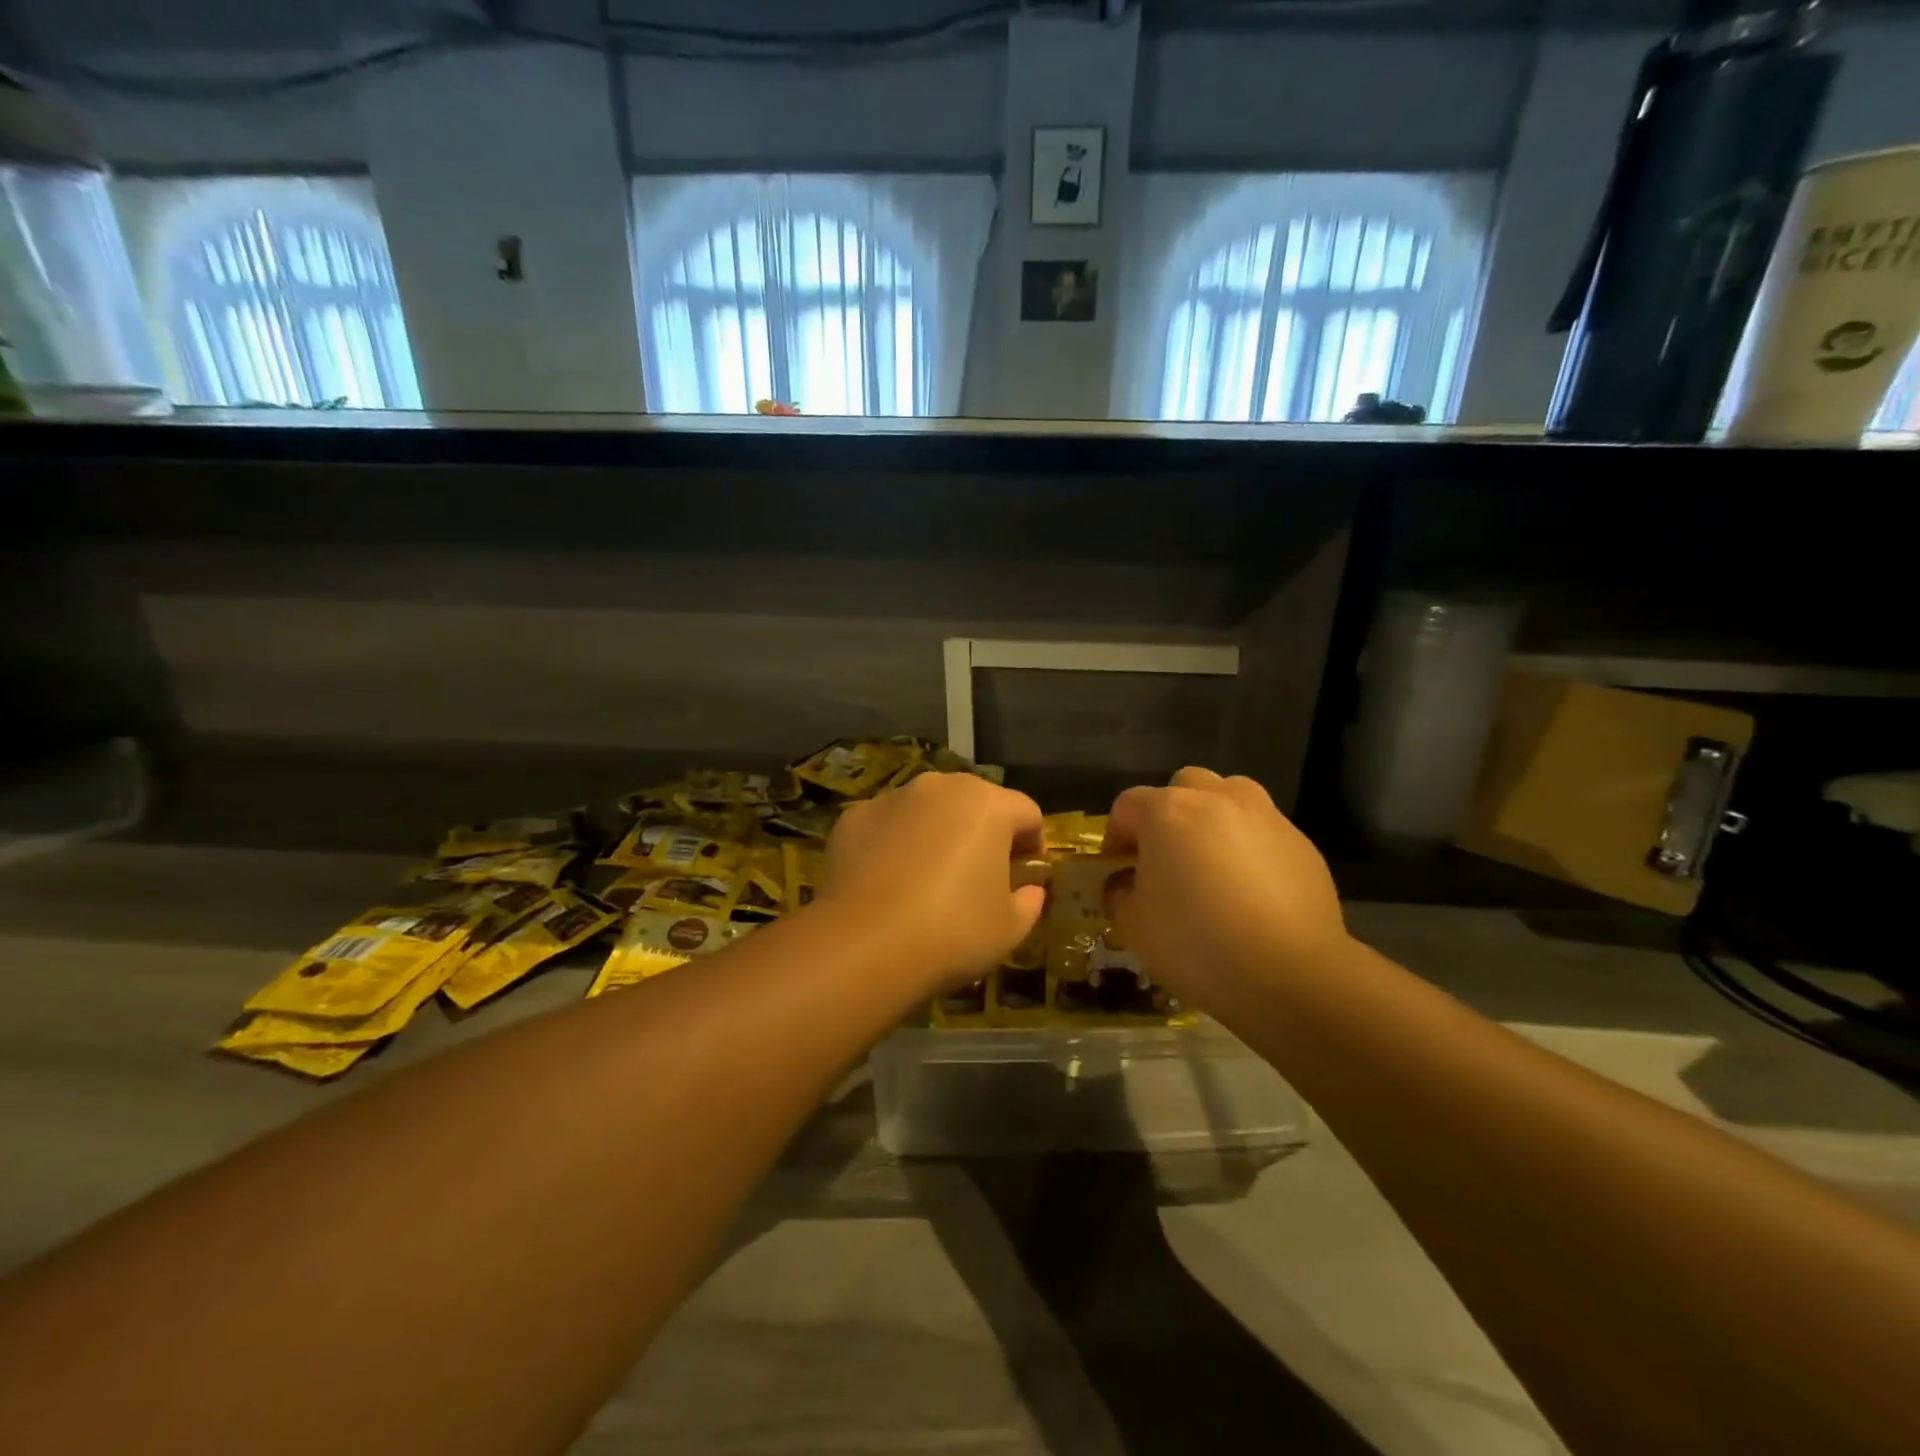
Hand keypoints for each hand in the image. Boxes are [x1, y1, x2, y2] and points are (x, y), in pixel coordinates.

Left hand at [818, 773, 1047, 994]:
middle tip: (982, 875)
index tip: (1028, 875)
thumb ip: (1030, 901)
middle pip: (975, 802)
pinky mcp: (854, 817)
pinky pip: (888, 826)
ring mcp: (892, 798)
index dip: (1034, 843)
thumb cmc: (953, 931)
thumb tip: (1030, 890)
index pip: (1027, 813)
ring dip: (938, 833)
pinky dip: (895, 844)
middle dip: (984, 832)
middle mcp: (940, 787)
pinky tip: (889, 882)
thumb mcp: (1010, 928)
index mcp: (987, 804)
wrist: (864, 945)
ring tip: (931, 878)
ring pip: (928, 810)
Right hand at [1103, 767, 1349, 1012]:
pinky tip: (1252, 890)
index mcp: (1167, 812)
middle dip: (1168, 815)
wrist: (1291, 974)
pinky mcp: (1301, 842)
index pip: (1127, 806)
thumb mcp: (1134, 926)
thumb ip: (1118, 892)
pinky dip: (1250, 847)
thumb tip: (1126, 882)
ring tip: (1212, 863)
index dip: (1116, 837)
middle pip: (1182, 787)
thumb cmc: (1197, 944)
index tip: (1118, 870)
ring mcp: (1264, 816)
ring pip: (1229, 797)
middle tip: (1166, 858)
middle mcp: (1216, 800)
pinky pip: (1263, 831)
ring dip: (1213, 819)